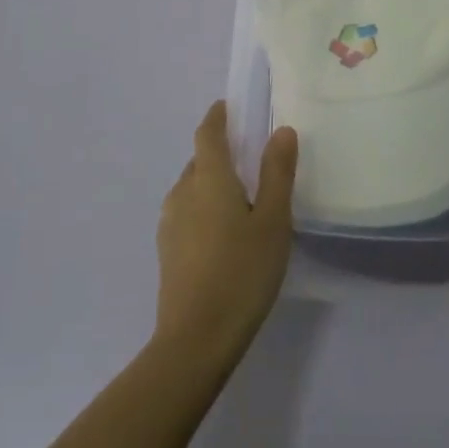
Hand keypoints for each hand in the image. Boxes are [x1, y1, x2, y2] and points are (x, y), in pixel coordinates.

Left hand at [154, 101, 297, 368]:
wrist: (195, 340)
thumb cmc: (242, 272)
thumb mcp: (273, 220)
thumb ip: (277, 172)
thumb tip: (281, 130)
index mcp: (209, 178)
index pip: (208, 133)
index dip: (217, 116)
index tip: (228, 107)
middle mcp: (183, 192)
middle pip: (199, 160)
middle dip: (220, 153)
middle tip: (250, 159)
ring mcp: (170, 223)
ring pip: (192, 188)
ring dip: (212, 183)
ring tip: (241, 199)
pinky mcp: (167, 251)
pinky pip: (187, 213)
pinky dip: (204, 208)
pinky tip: (224, 233)